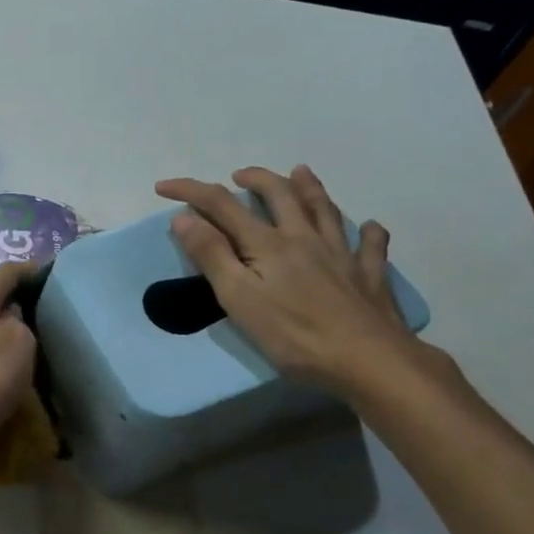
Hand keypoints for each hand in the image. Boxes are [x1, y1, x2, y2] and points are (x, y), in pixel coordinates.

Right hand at [156, 165, 424, 398]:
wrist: (369, 361)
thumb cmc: (294, 335)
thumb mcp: (238, 298)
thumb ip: (211, 255)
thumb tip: (184, 217)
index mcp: (268, 244)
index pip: (222, 206)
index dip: (190, 191)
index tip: (163, 187)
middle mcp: (304, 238)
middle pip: (280, 195)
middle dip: (256, 179)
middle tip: (239, 176)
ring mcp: (342, 254)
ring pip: (324, 210)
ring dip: (309, 187)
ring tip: (300, 172)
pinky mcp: (369, 276)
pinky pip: (370, 246)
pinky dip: (368, 232)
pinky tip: (370, 227)